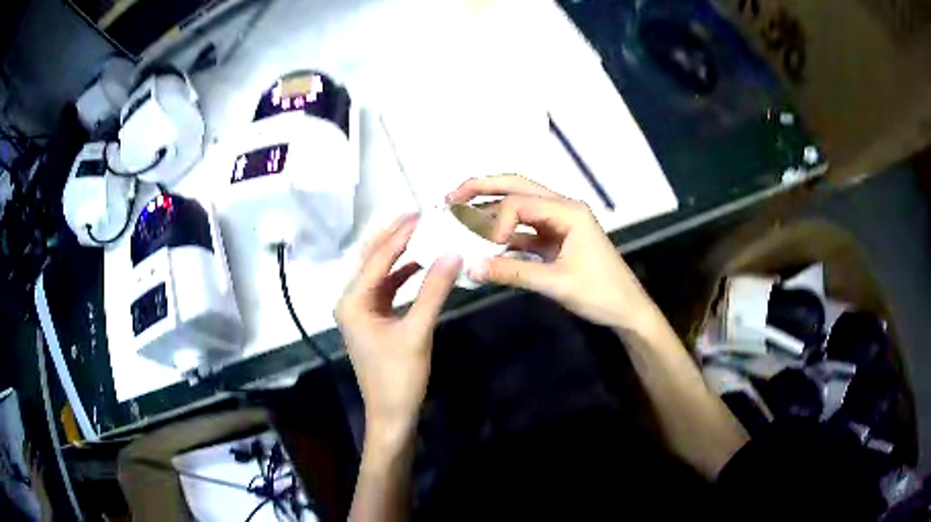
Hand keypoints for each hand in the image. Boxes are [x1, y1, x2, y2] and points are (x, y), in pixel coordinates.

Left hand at [336, 214, 461, 439]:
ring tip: (420, 233)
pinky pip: (386, 289)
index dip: (399, 235)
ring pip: (379, 273)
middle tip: (417, 214)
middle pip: (371, 261)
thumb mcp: (417, 332)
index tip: (420, 212)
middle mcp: (351, 301)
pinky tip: (418, 265)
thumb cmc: (399, 377)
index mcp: (353, 302)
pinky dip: (401, 276)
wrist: (392, 414)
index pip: (377, 259)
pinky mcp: (373, 321)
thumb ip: (433, 291)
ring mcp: (361, 312)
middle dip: (393, 237)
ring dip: (398, 254)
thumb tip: (452, 253)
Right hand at [447, 175, 661, 333]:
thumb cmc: (600, 293)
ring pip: (519, 206)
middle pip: (518, 187)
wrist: (627, 310)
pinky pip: (524, 230)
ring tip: (459, 211)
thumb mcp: (556, 283)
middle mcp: (563, 208)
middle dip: (484, 188)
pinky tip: (483, 240)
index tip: (489, 248)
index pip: (521, 202)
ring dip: (491, 208)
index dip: (497, 221)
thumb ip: (512, 273)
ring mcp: (559, 223)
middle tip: (451, 194)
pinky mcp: (555, 240)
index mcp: (569, 211)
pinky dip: (504, 234)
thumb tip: (471, 268)